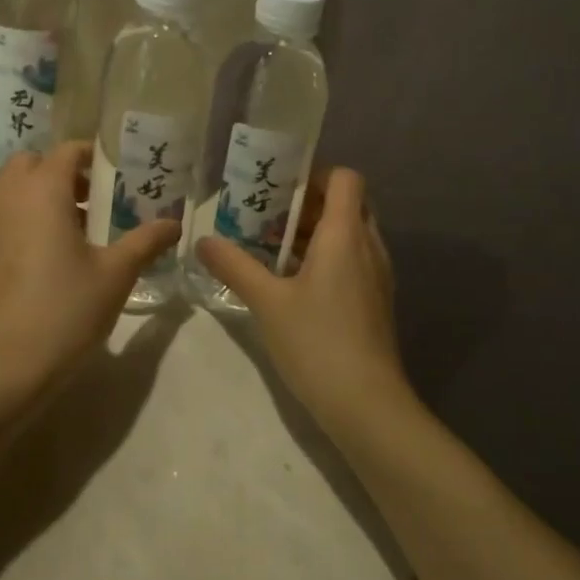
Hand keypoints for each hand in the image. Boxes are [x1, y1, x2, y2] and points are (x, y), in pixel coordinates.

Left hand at [0, 141, 181, 400]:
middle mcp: (8, 197)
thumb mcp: (116, 275)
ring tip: (76, 230)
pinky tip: (46, 257)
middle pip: (33, 163)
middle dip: (63, 172)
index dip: (93, 155)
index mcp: (42, 191)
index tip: (118, 173)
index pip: (66, 150)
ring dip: (41, 195)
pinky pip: (1, 217)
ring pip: (12, 190)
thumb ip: (146, 241)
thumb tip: (175, 223)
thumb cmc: (64, 310)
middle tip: (96, 200)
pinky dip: (22, 219)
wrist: (1, 368)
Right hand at [196, 167, 409, 436]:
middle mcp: (368, 247)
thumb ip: (234, 266)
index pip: (345, 178)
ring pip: (350, 234)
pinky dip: (326, 258)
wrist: (368, 406)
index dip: (315, 174)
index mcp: (345, 234)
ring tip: (271, 246)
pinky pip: (352, 261)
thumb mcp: (267, 302)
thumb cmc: (317, 342)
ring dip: (315, 232)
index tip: (279, 187)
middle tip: (269, 215)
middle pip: (347, 204)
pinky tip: (292, 282)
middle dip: (308, 204)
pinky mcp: (375, 302)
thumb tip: (202, 241)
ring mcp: (376, 276)